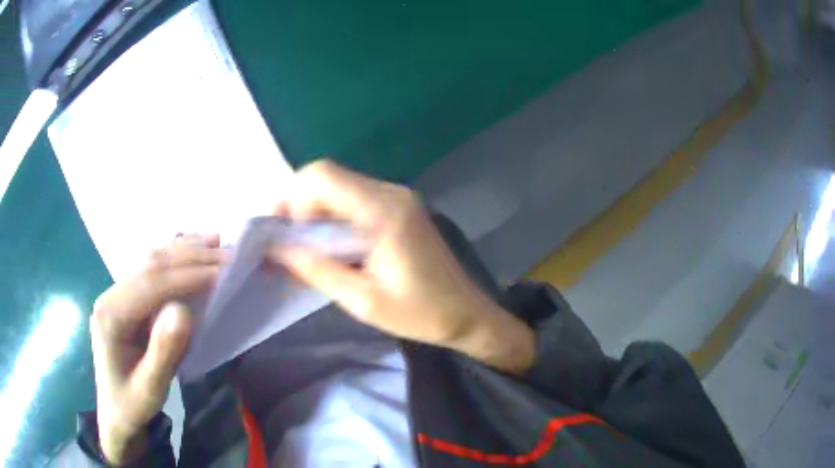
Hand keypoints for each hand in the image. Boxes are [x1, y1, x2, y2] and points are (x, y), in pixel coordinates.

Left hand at [90, 235, 225, 463]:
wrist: (115, 411)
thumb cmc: (132, 404)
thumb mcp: (150, 388)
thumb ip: (164, 351)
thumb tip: (183, 310)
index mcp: (111, 315)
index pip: (151, 283)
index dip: (187, 275)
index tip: (221, 271)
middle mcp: (111, 295)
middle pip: (151, 264)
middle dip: (189, 256)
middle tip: (226, 253)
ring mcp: (116, 293)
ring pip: (150, 261)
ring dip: (183, 249)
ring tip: (214, 240)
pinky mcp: (126, 298)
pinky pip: (150, 270)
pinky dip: (172, 256)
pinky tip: (187, 246)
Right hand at [268, 160, 534, 372]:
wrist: (469, 314)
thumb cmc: (422, 315)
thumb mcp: (363, 301)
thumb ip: (317, 270)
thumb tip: (276, 249)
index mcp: (384, 212)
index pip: (322, 177)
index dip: (290, 198)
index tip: (278, 234)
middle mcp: (391, 193)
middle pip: (327, 176)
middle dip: (297, 205)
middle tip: (286, 244)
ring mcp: (398, 197)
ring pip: (339, 185)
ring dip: (313, 211)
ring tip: (303, 249)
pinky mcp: (400, 207)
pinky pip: (354, 198)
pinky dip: (332, 215)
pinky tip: (329, 245)